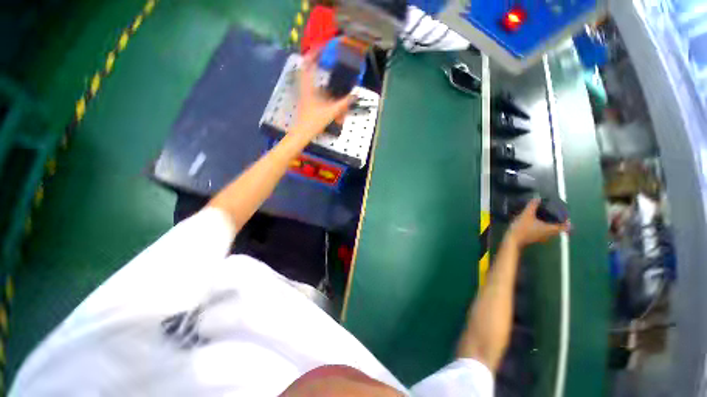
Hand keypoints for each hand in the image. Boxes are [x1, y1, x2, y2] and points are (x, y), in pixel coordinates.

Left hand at [292, 49, 353, 138]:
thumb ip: (344, 103)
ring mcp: (303, 95)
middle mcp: (304, 88)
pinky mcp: (305, 102)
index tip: (322, 47)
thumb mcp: (331, 111)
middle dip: (312, 61)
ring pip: (306, 79)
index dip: (314, 54)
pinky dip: (315, 84)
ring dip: (312, 72)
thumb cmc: (314, 121)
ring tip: (321, 67)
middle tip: (321, 56)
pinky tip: (323, 89)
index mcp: (308, 87)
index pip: (309, 65)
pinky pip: (309, 88)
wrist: (302, 134)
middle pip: (305, 69)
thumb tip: (355, 94)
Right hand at [507, 198, 569, 247]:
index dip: (567, 220)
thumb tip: (537, 198)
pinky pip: (543, 231)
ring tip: (545, 215)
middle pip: (559, 228)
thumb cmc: (522, 228)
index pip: (566, 226)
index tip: (564, 213)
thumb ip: (532, 206)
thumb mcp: (526, 215)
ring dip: (550, 223)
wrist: (513, 240)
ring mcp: (542, 237)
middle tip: (554, 212)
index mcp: (551, 229)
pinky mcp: (535, 238)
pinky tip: (536, 221)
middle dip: (558, 220)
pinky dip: (543, 226)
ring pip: (551, 230)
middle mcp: (549, 234)